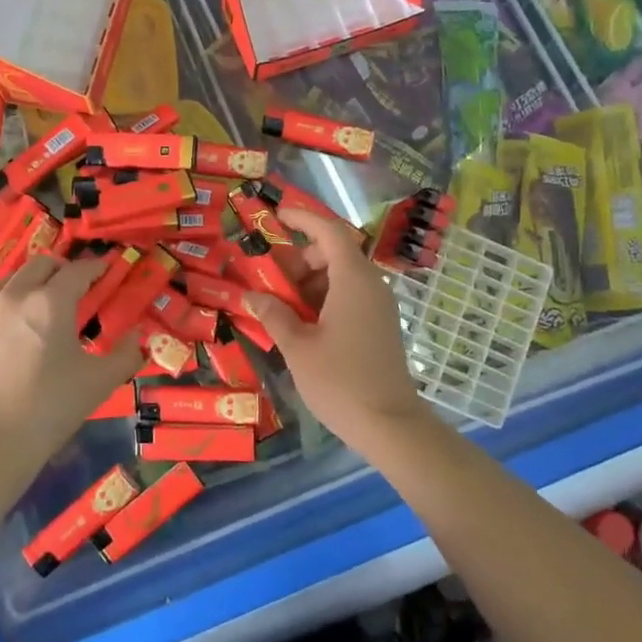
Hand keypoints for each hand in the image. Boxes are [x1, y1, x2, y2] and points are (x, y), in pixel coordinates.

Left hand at [0, 254, 143, 472]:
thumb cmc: (51, 409)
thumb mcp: (100, 382)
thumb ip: (127, 353)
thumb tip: (138, 335)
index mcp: (50, 303)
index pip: (78, 270)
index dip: (95, 267)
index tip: (104, 271)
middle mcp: (13, 296)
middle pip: (40, 264)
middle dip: (60, 270)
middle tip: (71, 288)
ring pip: (8, 282)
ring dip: (27, 287)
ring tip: (35, 311)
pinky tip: (4, 337)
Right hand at [241, 205, 431, 450]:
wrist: (390, 425)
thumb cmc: (340, 381)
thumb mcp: (298, 347)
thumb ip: (273, 314)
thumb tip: (250, 295)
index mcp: (353, 279)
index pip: (329, 231)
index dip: (302, 219)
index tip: (276, 216)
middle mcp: (370, 285)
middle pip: (334, 253)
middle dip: (299, 258)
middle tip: (268, 275)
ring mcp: (378, 306)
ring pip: (340, 277)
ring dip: (309, 281)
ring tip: (279, 303)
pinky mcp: (379, 325)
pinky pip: (349, 296)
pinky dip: (323, 298)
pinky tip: (300, 322)